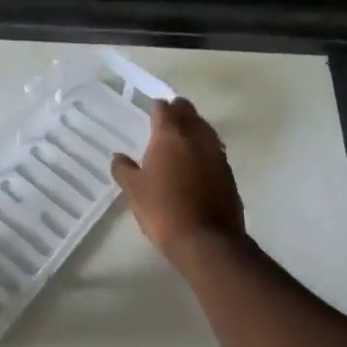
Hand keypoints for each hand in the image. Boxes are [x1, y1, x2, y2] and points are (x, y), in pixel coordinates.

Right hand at [111, 97, 244, 258]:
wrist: (206, 239)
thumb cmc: (163, 210)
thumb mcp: (134, 191)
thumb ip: (124, 170)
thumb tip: (118, 157)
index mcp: (170, 136)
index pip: (164, 110)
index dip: (157, 107)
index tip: (153, 108)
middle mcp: (196, 137)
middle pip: (189, 112)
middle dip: (179, 110)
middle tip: (168, 116)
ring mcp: (216, 153)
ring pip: (205, 128)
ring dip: (194, 126)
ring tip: (183, 134)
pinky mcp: (228, 172)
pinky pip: (215, 148)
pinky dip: (205, 146)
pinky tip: (198, 158)